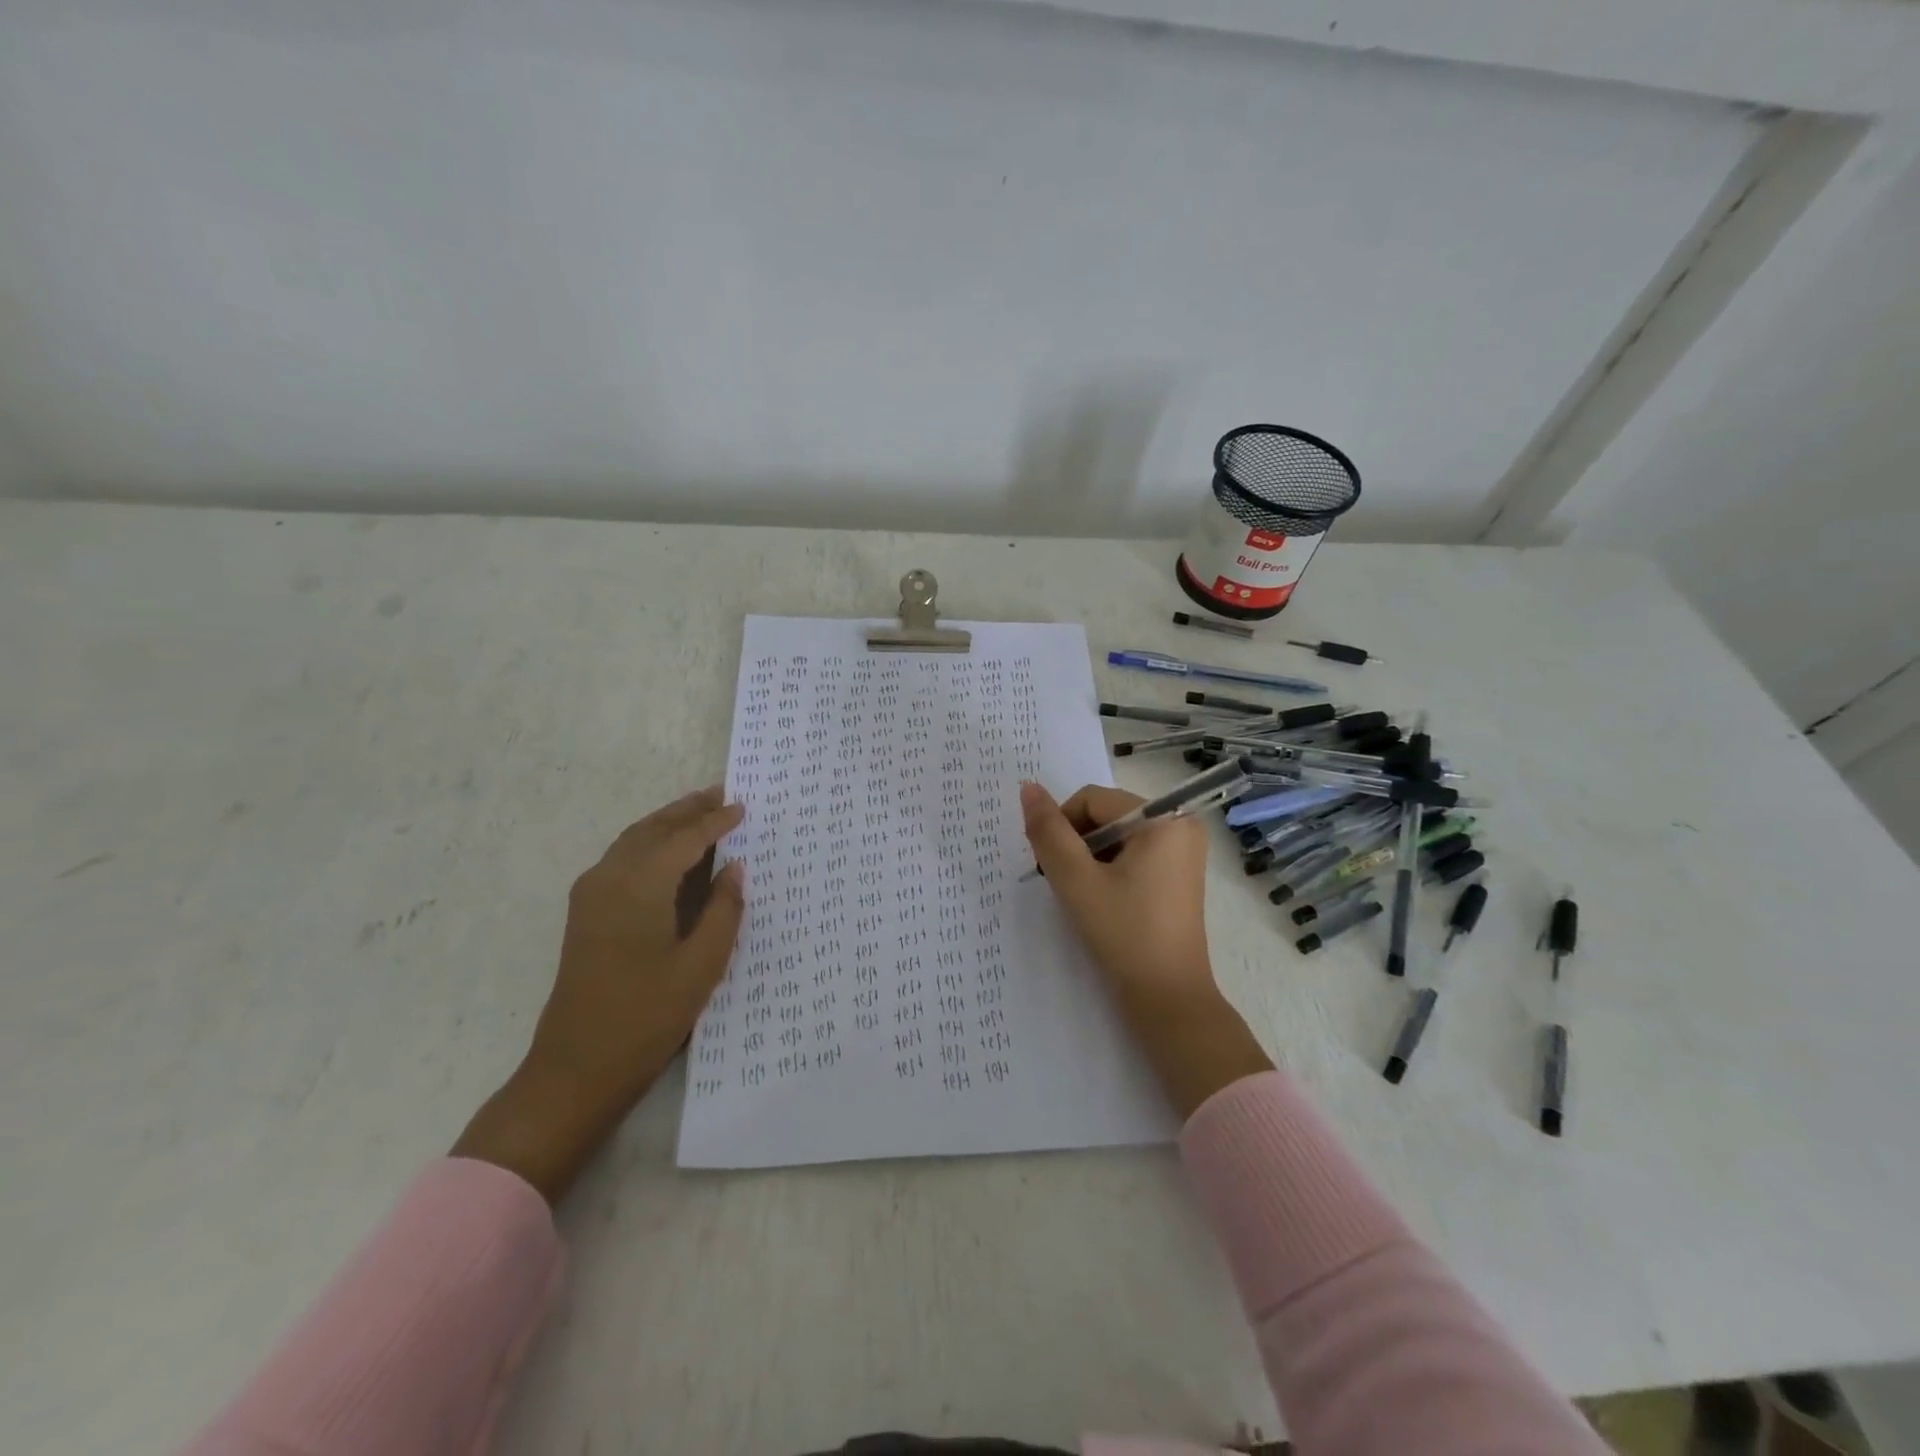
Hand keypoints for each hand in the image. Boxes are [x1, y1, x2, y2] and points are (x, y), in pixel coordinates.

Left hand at [452, 787, 746, 1204]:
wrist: (576, 1068)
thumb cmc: (647, 1017)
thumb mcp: (702, 965)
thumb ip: (724, 910)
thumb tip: (734, 868)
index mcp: (639, 886)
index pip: (684, 839)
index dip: (715, 821)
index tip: (743, 806)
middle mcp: (609, 878)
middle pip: (652, 829)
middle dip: (687, 810)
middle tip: (722, 794)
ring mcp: (591, 895)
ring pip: (633, 840)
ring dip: (667, 823)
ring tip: (700, 812)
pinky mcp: (586, 912)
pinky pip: (623, 858)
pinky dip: (650, 843)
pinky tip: (671, 852)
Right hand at [1021, 781, 1271, 1117]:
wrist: (1168, 998)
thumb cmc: (1123, 934)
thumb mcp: (1076, 880)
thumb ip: (1048, 832)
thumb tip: (1028, 788)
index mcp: (1164, 818)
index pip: (1092, 800)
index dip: (1062, 826)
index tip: (1049, 866)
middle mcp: (1181, 824)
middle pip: (1106, 814)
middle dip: (1077, 843)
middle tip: (1064, 883)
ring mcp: (1184, 850)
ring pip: (1116, 834)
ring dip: (1090, 857)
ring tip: (1083, 895)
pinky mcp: (1179, 872)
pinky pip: (1134, 852)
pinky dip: (1110, 868)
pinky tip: (1103, 900)